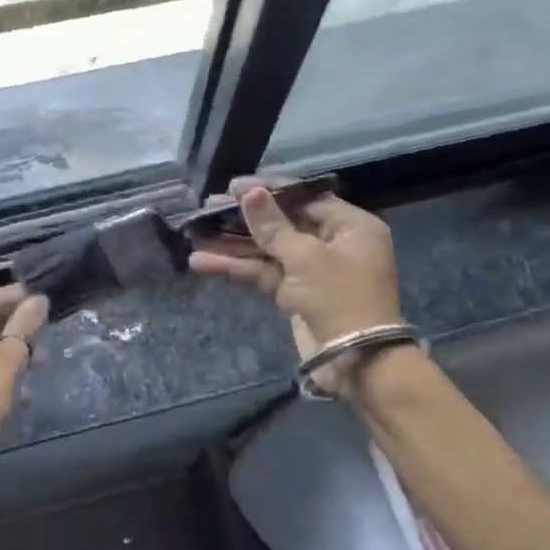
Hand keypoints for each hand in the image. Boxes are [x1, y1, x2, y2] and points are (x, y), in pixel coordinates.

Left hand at [0, 285, 48, 504]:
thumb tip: (37, 300)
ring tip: (44, 361)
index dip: (19, 295)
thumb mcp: (4, 365)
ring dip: (13, 351)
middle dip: (19, 324)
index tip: (48, 296)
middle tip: (51, 330)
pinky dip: (2, 373)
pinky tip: (23, 388)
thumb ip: (22, 329)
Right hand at [189, 180, 403, 394]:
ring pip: (267, 249)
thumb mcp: (306, 257)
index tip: (233, 188)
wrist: (355, 362)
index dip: (267, 191)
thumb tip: (250, 193)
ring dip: (232, 244)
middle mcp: (333, 243)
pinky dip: (236, 267)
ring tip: (194, 234)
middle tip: (208, 209)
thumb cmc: (339, 298)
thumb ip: (273, 226)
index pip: (304, 198)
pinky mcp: (295, 293)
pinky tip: (202, 262)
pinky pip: (263, 272)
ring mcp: (312, 270)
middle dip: (243, 218)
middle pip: (282, 222)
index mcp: (350, 226)